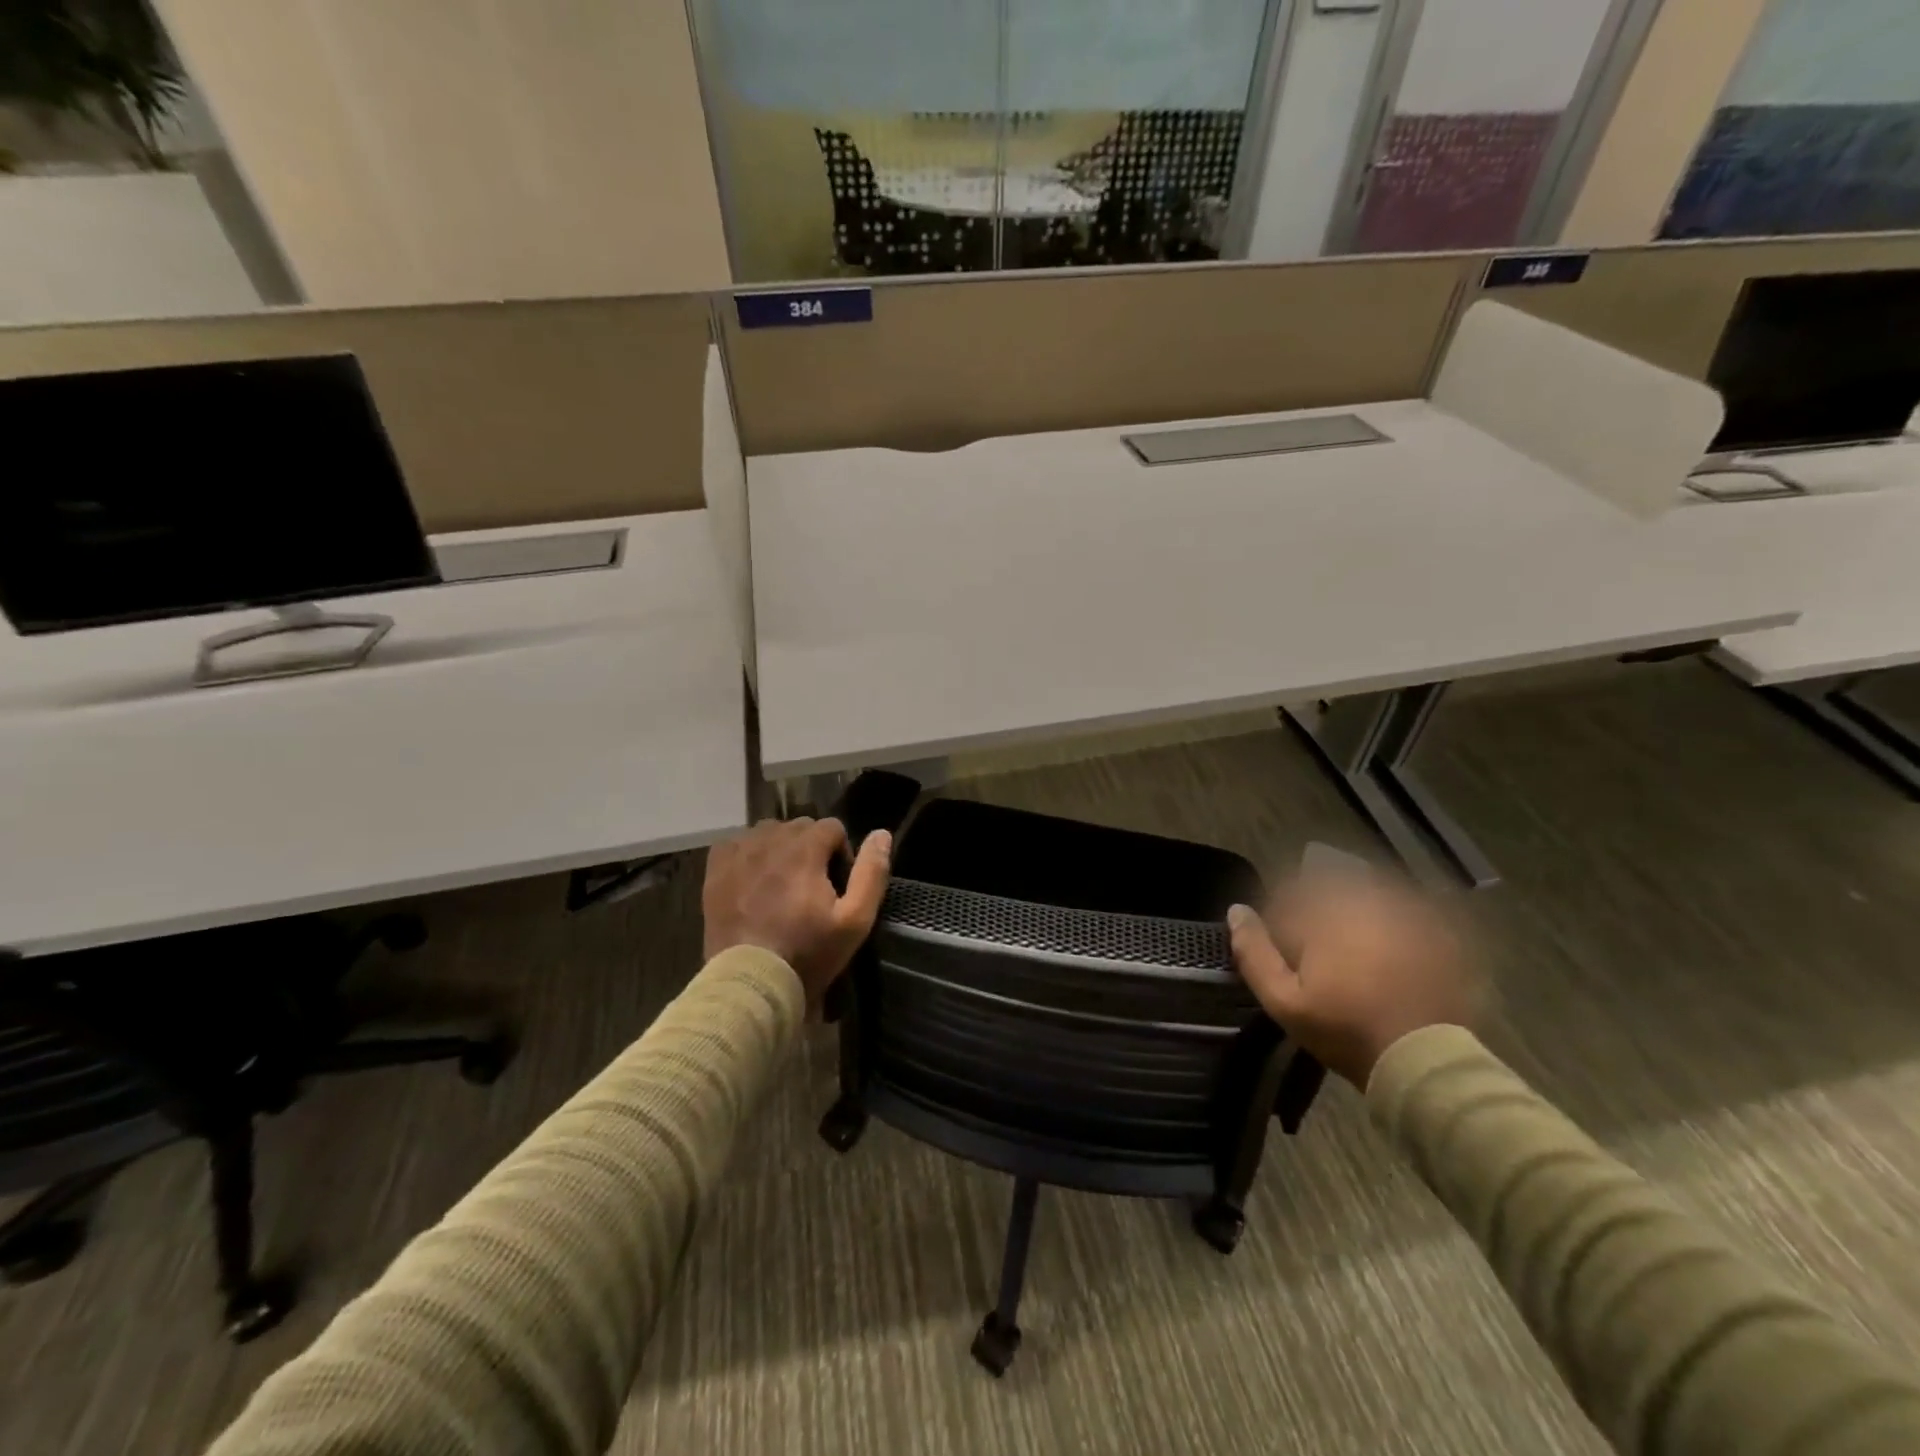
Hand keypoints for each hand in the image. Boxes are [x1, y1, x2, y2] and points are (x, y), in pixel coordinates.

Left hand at [702, 818, 891, 1010]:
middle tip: (812, 888)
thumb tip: (881, 834)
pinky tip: (754, 879)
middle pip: (800, 826)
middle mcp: (769, 841)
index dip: (841, 854)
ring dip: (781, 848)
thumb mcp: (855, 921)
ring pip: (769, 831)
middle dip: (812, 848)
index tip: (837, 886)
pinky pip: (737, 843)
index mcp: (804, 848)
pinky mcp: (716, 870)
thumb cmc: (808, 953)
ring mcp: (739, 854)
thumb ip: (871, 873)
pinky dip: (749, 853)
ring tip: (783, 883)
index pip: (832, 827)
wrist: (751, 983)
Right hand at [1228, 868, 1477, 1088]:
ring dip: (1351, 911)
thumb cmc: (1345, 1031)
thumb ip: (1254, 952)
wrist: (1424, 1060)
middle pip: (1329, 887)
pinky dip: (1390, 920)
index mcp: (1325, 913)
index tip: (1281, 948)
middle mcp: (1366, 901)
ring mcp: (1406, 914)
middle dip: (1316, 911)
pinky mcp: (1436, 932)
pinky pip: (1406, 908)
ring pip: (1367, 893)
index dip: (1279, 917)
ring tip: (1350, 952)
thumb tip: (1236, 910)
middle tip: (1316, 953)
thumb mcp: (1283, 1001)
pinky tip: (1387, 951)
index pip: (1289, 893)